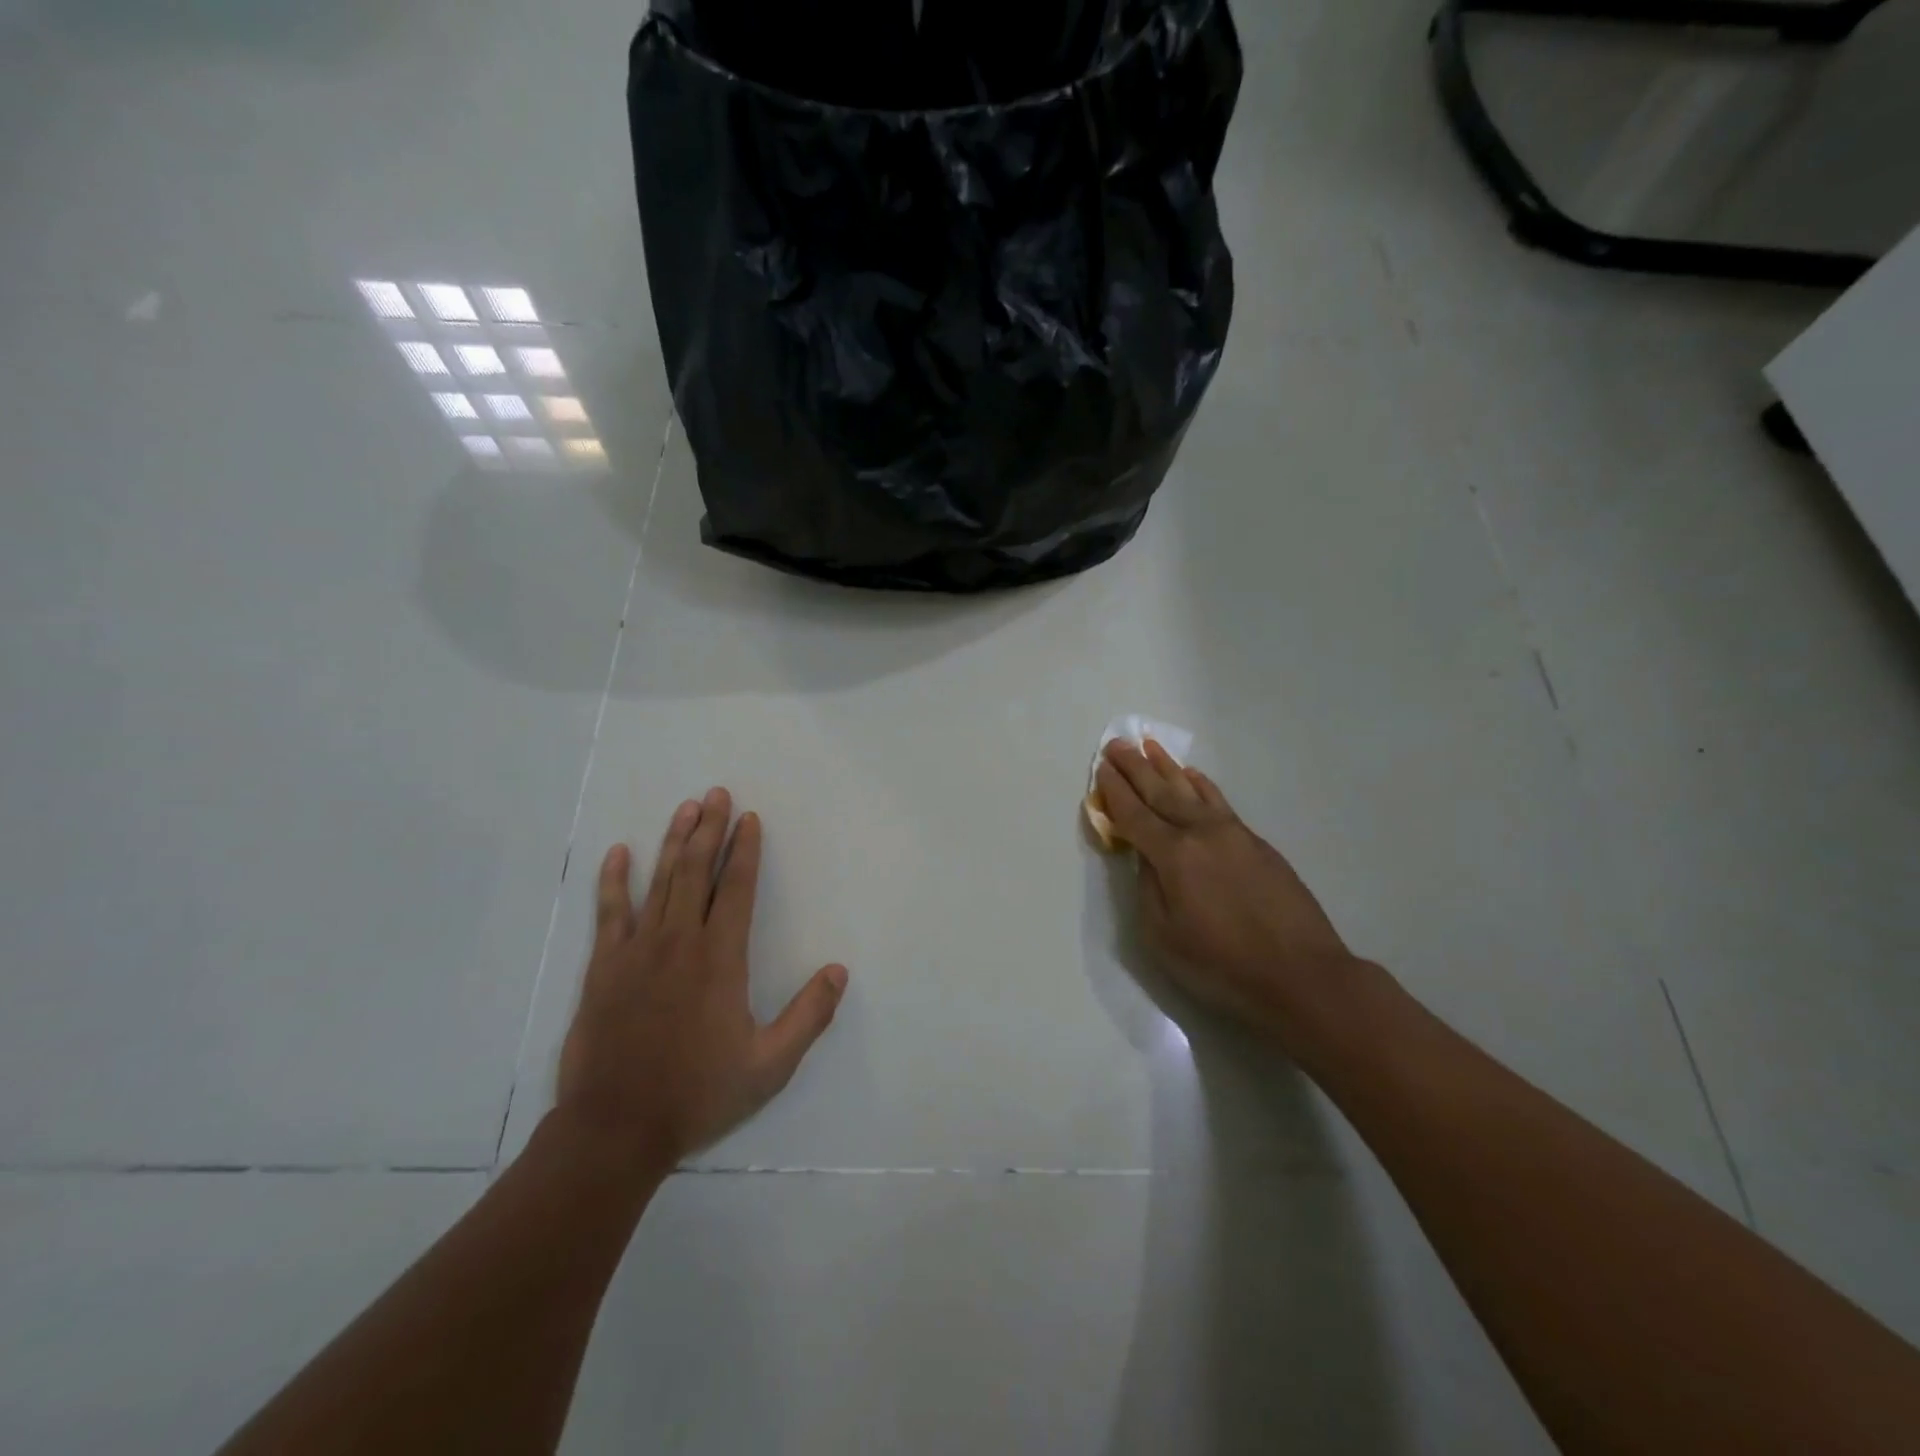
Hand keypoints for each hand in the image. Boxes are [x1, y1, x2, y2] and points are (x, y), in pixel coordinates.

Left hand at [555, 789, 847, 1172]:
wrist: (615, 1129)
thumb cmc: (698, 1093)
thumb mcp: (769, 1065)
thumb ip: (809, 1015)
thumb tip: (839, 971)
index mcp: (720, 959)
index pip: (735, 889)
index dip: (744, 851)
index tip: (749, 819)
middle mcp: (679, 942)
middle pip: (696, 872)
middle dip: (710, 830)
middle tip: (717, 793)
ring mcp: (637, 951)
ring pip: (659, 882)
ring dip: (673, 841)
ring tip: (686, 807)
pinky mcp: (604, 968)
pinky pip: (610, 913)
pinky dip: (614, 881)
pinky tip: (619, 853)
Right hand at [1095, 741, 1356, 1038]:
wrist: (1302, 975)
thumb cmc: (1222, 965)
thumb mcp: (1163, 937)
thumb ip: (1147, 888)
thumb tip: (1145, 856)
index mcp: (1174, 856)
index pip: (1134, 815)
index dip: (1114, 791)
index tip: (1101, 767)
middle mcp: (1201, 833)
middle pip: (1161, 792)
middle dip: (1135, 767)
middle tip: (1117, 743)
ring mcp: (1233, 834)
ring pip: (1193, 791)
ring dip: (1168, 768)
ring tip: (1150, 746)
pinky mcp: (1257, 843)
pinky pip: (1219, 802)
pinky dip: (1201, 785)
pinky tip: (1193, 776)